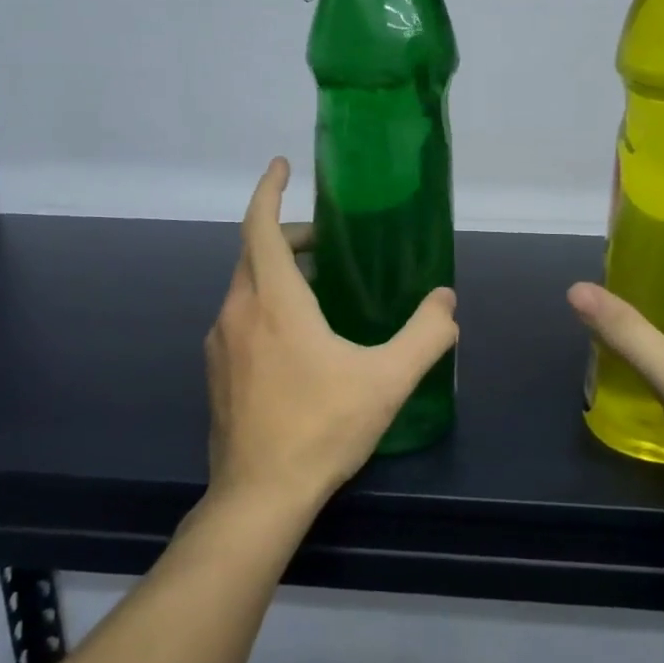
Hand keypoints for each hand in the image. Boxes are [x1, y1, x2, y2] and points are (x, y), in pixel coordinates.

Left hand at [204, 158, 458, 511]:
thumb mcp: (387, 379)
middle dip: (287, 235)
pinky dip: (266, 305)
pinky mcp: (216, 372)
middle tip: (326, 242)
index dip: (269, 190)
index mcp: (273, 301)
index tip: (281, 166)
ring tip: (320, 289)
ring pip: (245, 287)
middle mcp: (237, 312)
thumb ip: (425, 335)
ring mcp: (219, 343)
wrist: (259, 496)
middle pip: (254, 253)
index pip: (260, 227)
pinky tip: (297, 340)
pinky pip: (240, 318)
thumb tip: (447, 301)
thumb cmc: (322, 427)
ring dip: (277, 273)